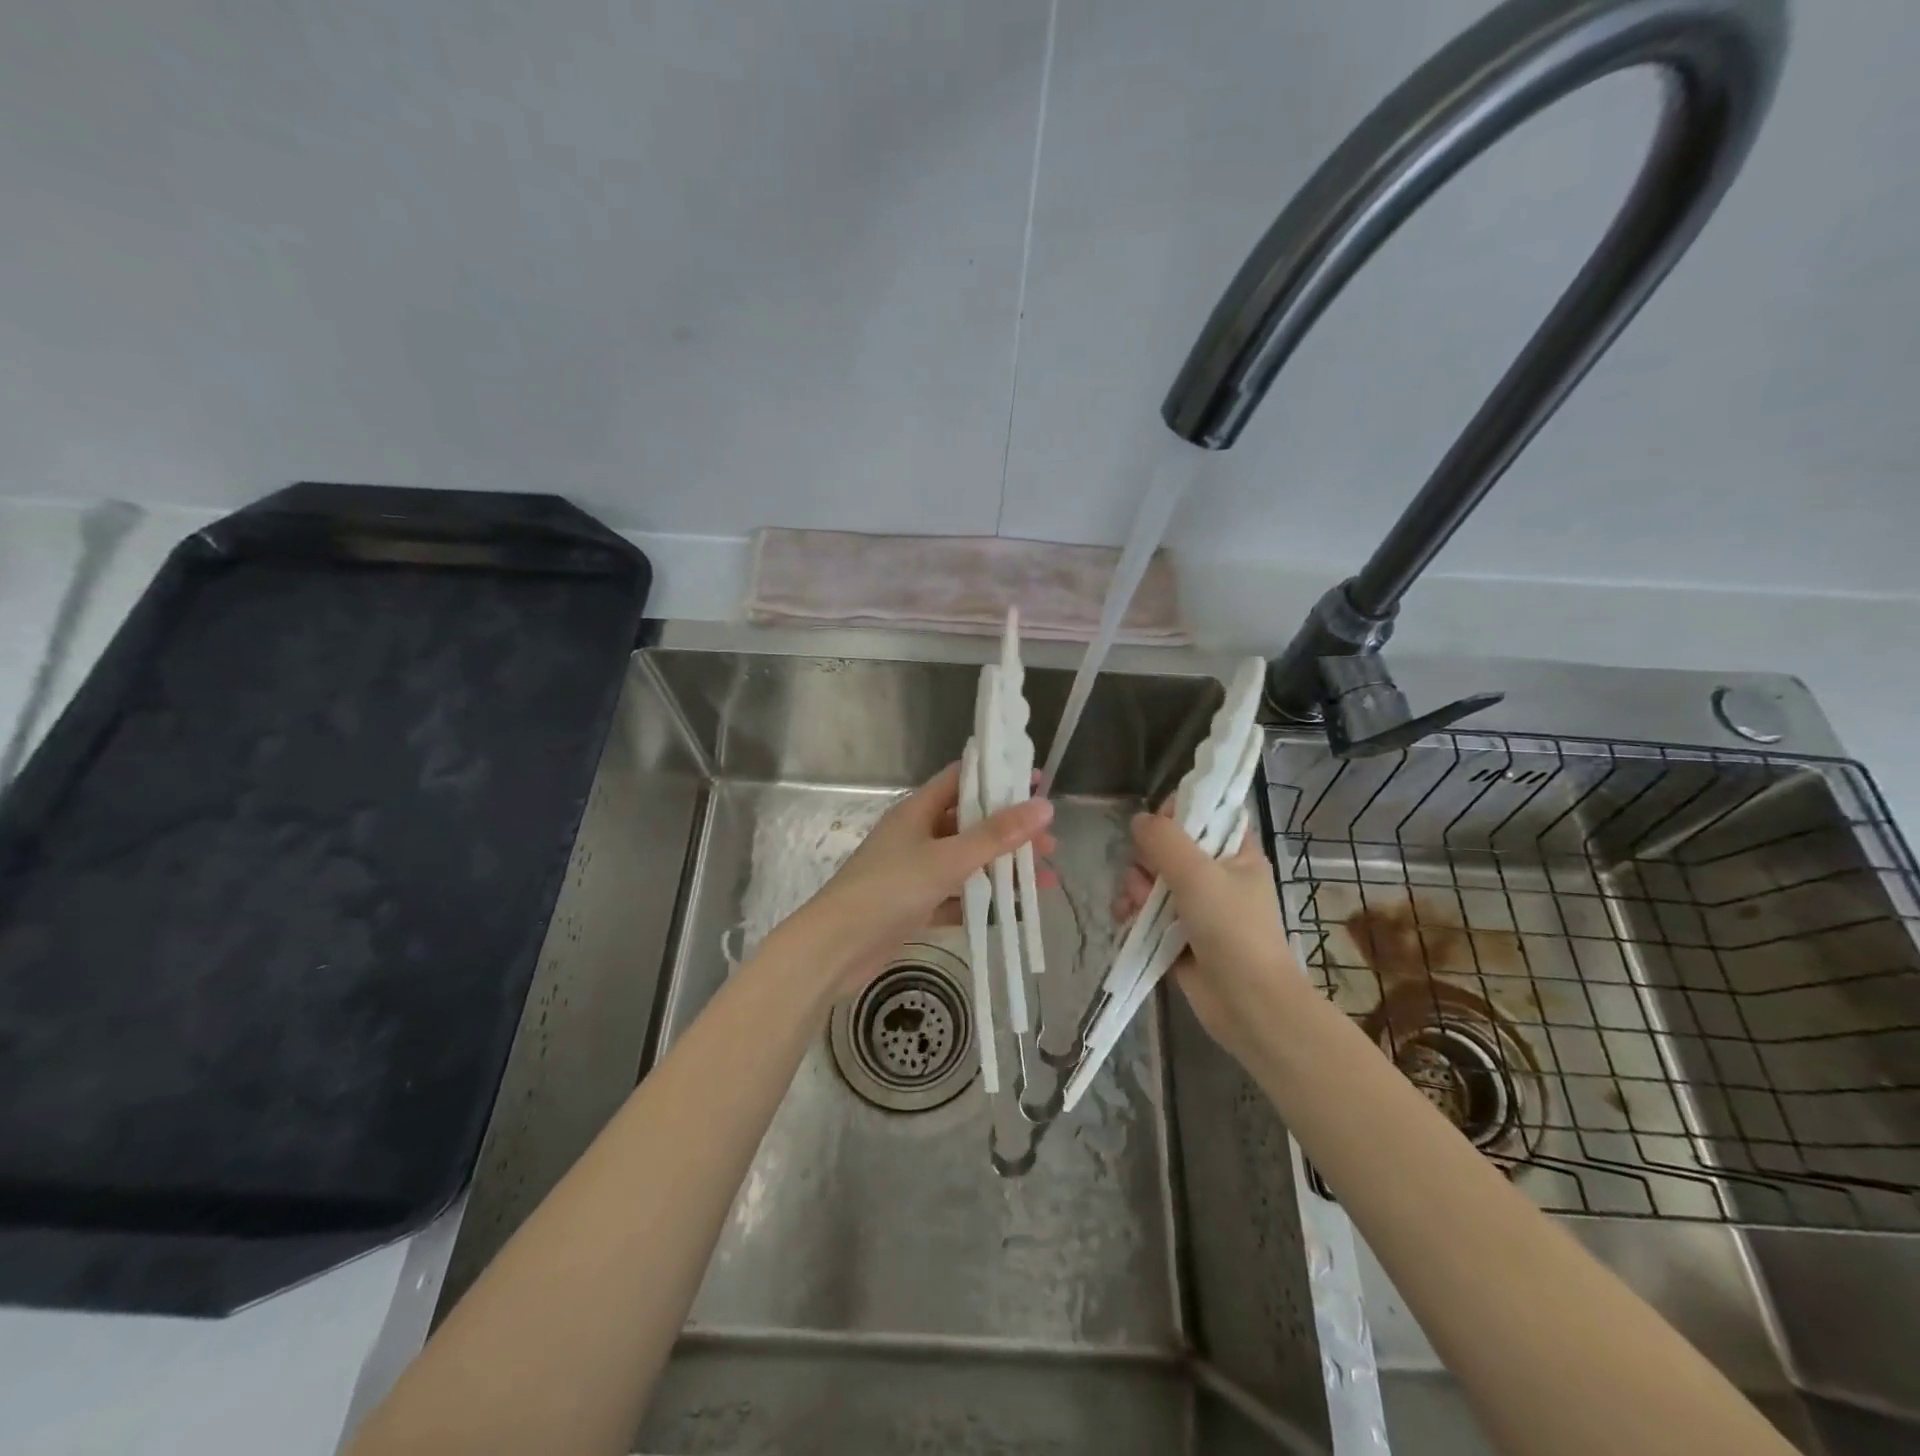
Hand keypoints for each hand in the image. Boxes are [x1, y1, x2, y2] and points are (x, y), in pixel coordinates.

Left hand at [792, 761, 1055, 997]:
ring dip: (1002, 868)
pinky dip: (982, 901)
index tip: (1036, 782)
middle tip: (1049, 844)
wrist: (836, 947)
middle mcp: (916, 834)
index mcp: (918, 810)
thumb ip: (996, 835)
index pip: (962, 779)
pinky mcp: (914, 905)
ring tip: (1044, 879)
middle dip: (1010, 832)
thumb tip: (1044, 806)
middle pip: (970, 823)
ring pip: (967, 862)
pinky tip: (1014, 911)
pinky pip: (956, 896)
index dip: (998, 777)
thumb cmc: (889, 889)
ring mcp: (914, 871)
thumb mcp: (948, 859)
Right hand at [1113, 803, 1303, 1059]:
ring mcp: (1194, 904)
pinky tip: (1126, 918)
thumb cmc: (1232, 930)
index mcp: (1235, 851)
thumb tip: (1139, 820)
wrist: (1247, 1004)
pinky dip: (1132, 911)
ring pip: (1150, 877)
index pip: (1205, 813)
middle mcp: (1215, 873)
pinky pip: (1144, 908)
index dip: (1178, 813)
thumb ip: (1164, 840)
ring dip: (1135, 888)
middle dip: (1147, 859)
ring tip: (1137, 907)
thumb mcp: (1198, 874)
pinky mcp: (1176, 931)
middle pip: (1166, 845)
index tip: (1161, 828)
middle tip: (1150, 876)